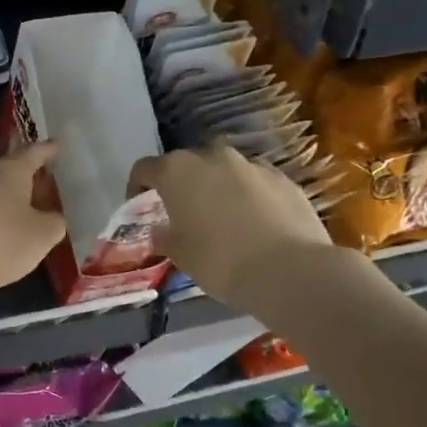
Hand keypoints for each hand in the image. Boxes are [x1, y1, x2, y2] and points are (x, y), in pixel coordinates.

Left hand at [0, 143, 67, 301]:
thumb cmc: (1, 241)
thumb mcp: (43, 235)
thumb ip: (55, 222)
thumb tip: (52, 217)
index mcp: (11, 170)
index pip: (35, 151)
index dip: (50, 150)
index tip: (59, 147)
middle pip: (12, 171)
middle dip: (31, 179)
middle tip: (51, 187)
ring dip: (12, 201)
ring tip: (30, 215)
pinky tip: (3, 235)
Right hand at [129, 143, 335, 313]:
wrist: (289, 270)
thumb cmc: (219, 261)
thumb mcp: (180, 254)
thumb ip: (165, 236)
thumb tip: (160, 230)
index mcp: (177, 171)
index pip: (145, 168)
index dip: (137, 186)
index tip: (138, 205)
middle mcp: (212, 156)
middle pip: (187, 164)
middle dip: (181, 183)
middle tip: (182, 212)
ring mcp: (251, 164)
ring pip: (224, 170)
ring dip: (217, 186)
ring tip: (221, 217)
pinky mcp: (283, 178)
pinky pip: (255, 182)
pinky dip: (248, 196)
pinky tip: (254, 223)